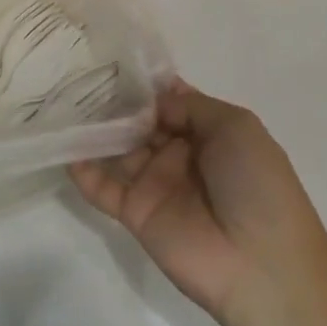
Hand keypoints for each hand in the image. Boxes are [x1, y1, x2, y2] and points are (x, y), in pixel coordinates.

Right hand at [69, 81, 326, 324]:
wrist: (261, 262)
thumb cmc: (256, 183)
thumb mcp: (236, 127)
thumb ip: (192, 106)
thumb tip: (156, 98)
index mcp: (209, 133)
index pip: (170, 102)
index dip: (148, 86)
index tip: (116, 63)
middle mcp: (180, 154)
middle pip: (141, 123)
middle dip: (117, 103)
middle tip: (82, 76)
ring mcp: (157, 184)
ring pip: (120, 150)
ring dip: (97, 131)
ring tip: (66, 104)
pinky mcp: (137, 214)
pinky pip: (105, 189)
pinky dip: (84, 171)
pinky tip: (66, 149)